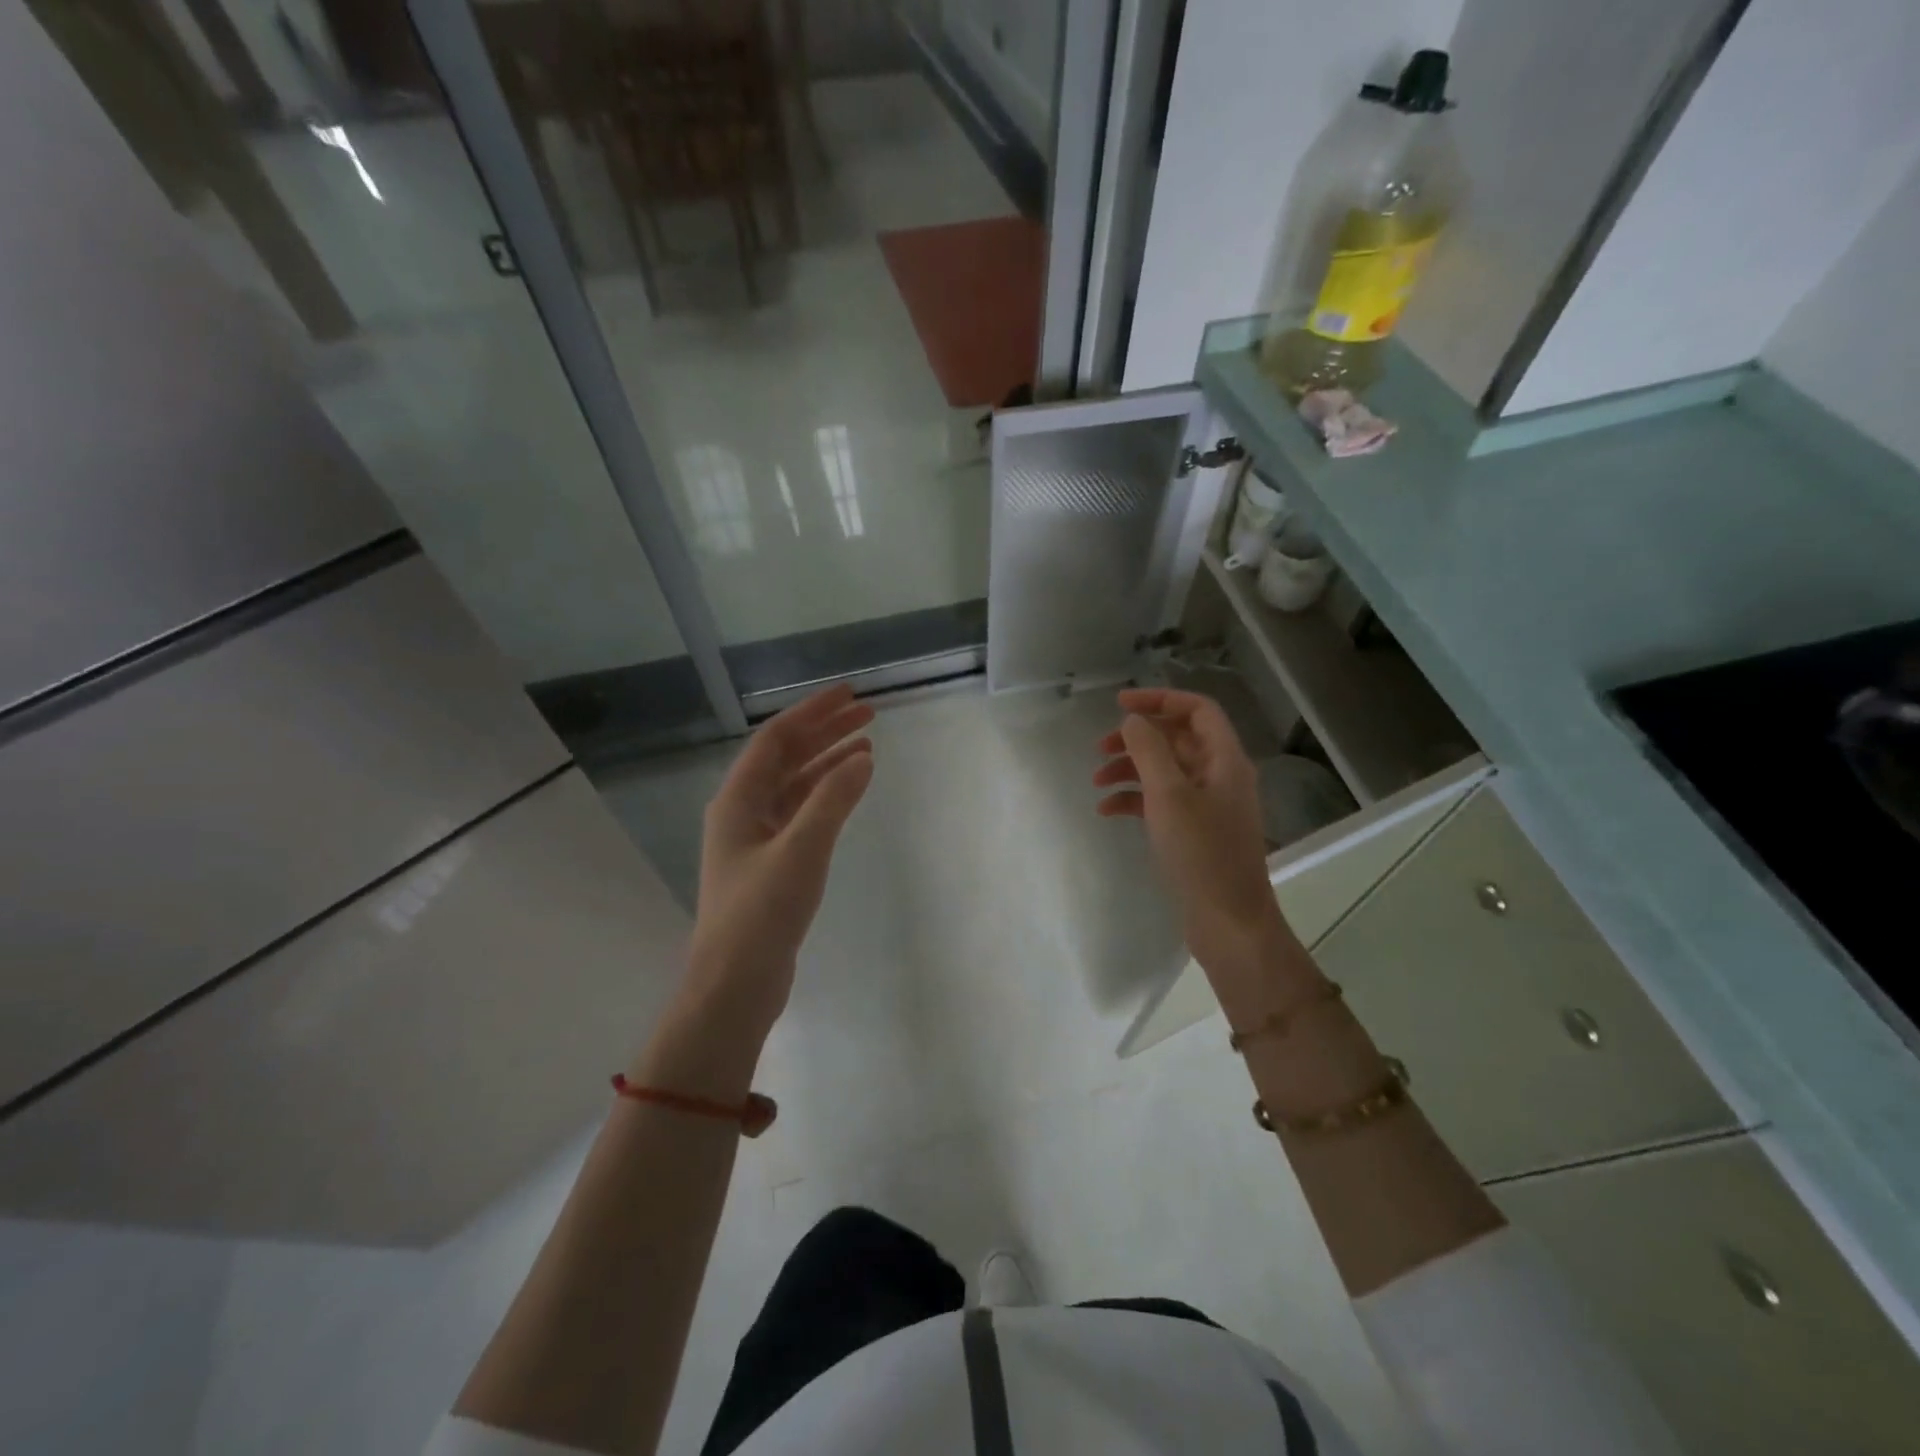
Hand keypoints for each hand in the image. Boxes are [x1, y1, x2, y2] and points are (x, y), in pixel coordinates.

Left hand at [688, 684, 874, 1035]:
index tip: (849, 694)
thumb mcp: (801, 850)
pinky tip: (850, 791)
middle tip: (868, 715)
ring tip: (867, 747)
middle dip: (825, 733)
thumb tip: (862, 757)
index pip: (776, 739)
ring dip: (828, 763)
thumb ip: (832, 801)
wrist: (735, 984)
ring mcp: (756, 839)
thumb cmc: (761, 913)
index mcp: (738, 800)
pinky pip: (801, 814)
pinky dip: (826, 797)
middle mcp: (743, 812)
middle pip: (786, 758)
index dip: (812, 712)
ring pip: (795, 786)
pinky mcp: (772, 863)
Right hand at [1094, 688, 1293, 993]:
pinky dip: (1135, 799)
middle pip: (1177, 739)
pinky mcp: (1196, 832)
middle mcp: (1220, 776)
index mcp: (1225, 759)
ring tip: (1096, 782)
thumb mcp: (1169, 795)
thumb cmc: (1201, 853)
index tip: (1119, 705)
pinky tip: (1107, 811)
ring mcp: (1209, 805)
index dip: (1159, 699)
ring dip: (1131, 770)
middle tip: (1100, 748)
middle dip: (1137, 739)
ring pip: (1166, 771)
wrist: (1228, 922)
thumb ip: (1149, 750)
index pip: (1197, 709)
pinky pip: (1163, 802)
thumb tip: (1133, 721)